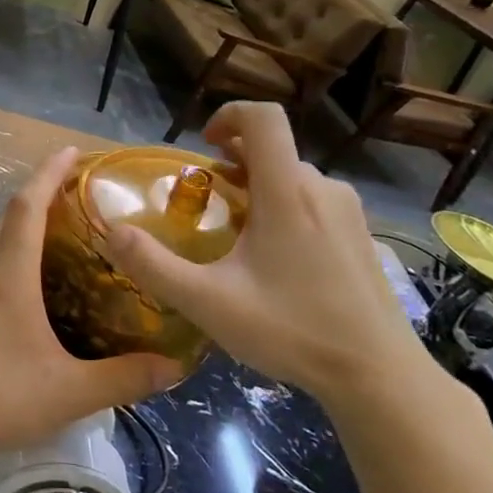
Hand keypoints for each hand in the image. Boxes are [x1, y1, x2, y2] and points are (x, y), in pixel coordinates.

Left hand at [0, 146, 185, 459]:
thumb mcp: (71, 391)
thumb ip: (125, 378)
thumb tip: (176, 366)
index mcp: (9, 274)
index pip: (27, 205)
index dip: (49, 173)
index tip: (73, 151)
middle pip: (13, 214)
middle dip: (45, 192)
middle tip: (87, 192)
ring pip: (2, 238)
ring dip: (31, 221)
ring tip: (71, 228)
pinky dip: (20, 248)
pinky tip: (43, 277)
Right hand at [106, 103, 435, 410]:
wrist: (380, 377)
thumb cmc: (292, 332)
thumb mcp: (208, 303)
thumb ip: (153, 265)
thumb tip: (111, 231)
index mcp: (287, 193)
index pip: (264, 117)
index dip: (229, 115)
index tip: (203, 145)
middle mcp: (321, 188)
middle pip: (271, 150)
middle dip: (232, 164)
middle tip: (207, 205)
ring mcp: (347, 211)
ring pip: (291, 176)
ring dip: (257, 187)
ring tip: (236, 233)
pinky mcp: (361, 234)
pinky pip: (313, 199)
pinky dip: (283, 206)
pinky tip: (274, 257)